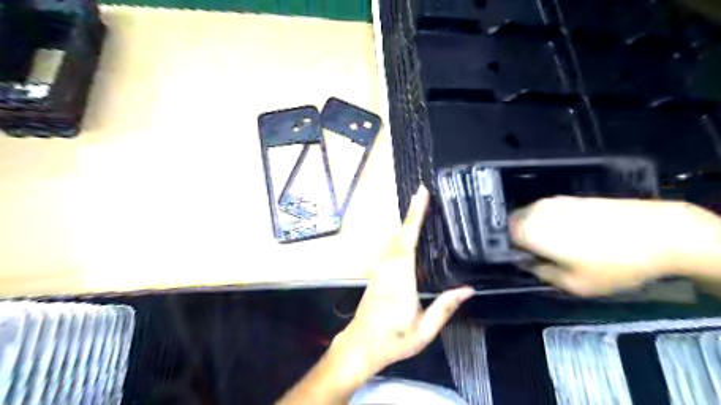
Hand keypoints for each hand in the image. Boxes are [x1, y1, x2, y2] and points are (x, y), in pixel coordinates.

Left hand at [330, 185, 474, 380]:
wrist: (360, 345)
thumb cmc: (393, 340)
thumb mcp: (424, 331)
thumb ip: (445, 308)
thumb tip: (468, 289)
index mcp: (402, 280)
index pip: (409, 241)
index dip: (415, 217)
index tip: (421, 196)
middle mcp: (388, 269)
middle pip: (399, 233)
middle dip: (411, 212)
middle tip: (422, 193)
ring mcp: (378, 270)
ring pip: (391, 238)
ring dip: (403, 221)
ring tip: (417, 206)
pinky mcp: (375, 273)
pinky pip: (387, 247)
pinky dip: (397, 234)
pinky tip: (403, 232)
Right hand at [512, 197, 720, 295]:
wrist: (659, 233)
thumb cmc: (611, 263)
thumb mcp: (573, 284)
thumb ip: (541, 274)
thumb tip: (529, 264)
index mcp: (528, 230)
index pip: (501, 239)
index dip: (509, 252)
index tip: (523, 263)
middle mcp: (535, 210)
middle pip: (513, 224)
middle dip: (519, 239)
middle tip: (538, 257)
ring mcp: (553, 201)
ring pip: (531, 217)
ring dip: (535, 231)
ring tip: (558, 247)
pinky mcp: (571, 198)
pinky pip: (548, 212)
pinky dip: (551, 223)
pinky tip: (573, 236)